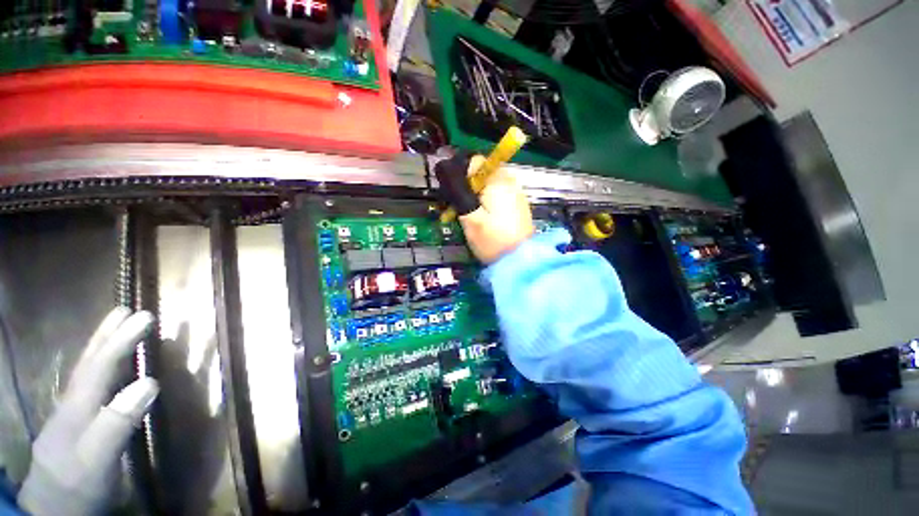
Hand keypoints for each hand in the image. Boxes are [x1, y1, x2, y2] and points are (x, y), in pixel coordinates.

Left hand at [17, 308, 158, 515]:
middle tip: (127, 309)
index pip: (100, 365)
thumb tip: (150, 382)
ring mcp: (71, 414)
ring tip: (117, 327)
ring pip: (86, 372)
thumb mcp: (98, 457)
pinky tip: (108, 369)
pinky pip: (89, 386)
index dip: (121, 340)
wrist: (53, 509)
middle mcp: (72, 402)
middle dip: (107, 334)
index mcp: (78, 407)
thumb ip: (118, 421)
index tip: (145, 316)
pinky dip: (100, 368)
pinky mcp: (76, 425)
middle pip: (89, 362)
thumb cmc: (77, 482)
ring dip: (103, 346)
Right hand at [456, 155, 533, 263]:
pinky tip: (482, 220)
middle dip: (466, 188)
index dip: (459, 174)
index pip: (475, 161)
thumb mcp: (470, 216)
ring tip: (467, 217)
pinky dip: (485, 203)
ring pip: (488, 186)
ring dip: (474, 197)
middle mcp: (510, 181)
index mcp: (498, 180)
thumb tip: (447, 171)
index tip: (452, 194)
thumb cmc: (492, 239)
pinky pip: (497, 196)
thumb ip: (458, 191)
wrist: (520, 261)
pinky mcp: (517, 205)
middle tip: (456, 209)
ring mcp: (516, 193)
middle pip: (481, 174)